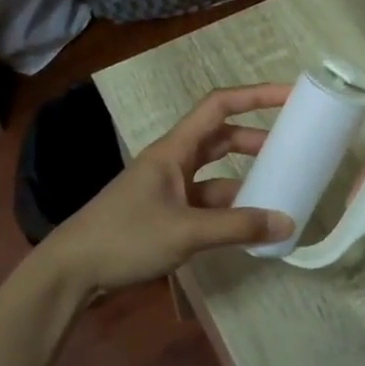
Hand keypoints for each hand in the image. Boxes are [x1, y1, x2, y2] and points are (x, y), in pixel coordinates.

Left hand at [38, 84, 296, 294]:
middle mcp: (173, 161)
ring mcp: (168, 188)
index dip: (255, 96)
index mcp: (174, 149)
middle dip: (256, 139)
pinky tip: (249, 225)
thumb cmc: (125, 237)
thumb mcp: (185, 231)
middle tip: (291, 149)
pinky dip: (229, 209)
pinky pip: (206, 203)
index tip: (290, 96)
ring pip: (215, 173)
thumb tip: (286, 223)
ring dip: (244, 178)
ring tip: (279, 190)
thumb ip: (237, 227)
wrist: (72, 269)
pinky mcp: (165, 213)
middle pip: (220, 138)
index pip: (219, 106)